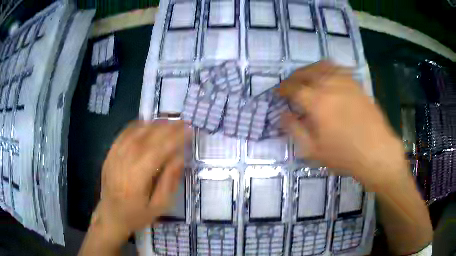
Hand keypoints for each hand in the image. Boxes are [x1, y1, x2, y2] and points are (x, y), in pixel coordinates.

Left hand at [93, 120, 191, 240]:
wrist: (110, 215)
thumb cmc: (136, 214)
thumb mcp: (158, 206)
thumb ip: (169, 182)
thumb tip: (180, 158)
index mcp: (138, 178)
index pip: (159, 150)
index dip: (175, 139)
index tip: (189, 131)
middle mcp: (125, 162)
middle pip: (147, 137)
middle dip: (167, 128)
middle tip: (183, 122)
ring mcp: (115, 155)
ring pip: (136, 132)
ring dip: (154, 124)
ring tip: (169, 121)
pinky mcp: (110, 153)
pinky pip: (124, 134)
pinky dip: (137, 126)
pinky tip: (147, 123)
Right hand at [278, 61, 404, 187]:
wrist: (376, 152)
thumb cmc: (344, 155)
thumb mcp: (314, 150)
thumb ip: (295, 130)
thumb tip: (282, 115)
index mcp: (317, 102)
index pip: (293, 87)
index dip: (283, 88)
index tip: (278, 92)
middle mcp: (330, 86)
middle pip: (306, 72)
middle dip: (294, 77)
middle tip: (290, 85)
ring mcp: (345, 82)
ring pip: (322, 66)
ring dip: (310, 69)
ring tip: (306, 78)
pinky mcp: (356, 84)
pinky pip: (339, 69)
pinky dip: (328, 69)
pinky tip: (328, 77)